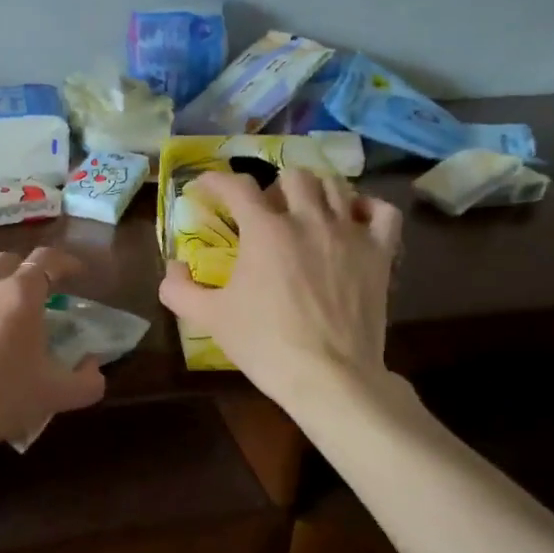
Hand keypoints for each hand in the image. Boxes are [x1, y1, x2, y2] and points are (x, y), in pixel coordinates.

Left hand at [0, 247, 106, 457]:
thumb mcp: (54, 397)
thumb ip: (86, 381)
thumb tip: (94, 367)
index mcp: (20, 295)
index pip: (47, 259)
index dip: (66, 262)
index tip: (77, 273)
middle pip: (10, 260)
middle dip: (29, 270)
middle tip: (40, 295)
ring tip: (2, 309)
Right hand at [159, 169, 402, 408]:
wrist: (329, 376)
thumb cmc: (266, 345)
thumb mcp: (211, 319)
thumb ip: (180, 289)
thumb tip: (171, 267)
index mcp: (265, 230)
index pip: (237, 186)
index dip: (216, 180)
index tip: (205, 187)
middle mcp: (309, 219)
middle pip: (293, 176)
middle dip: (273, 187)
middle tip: (264, 210)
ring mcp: (349, 232)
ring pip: (335, 185)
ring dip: (315, 190)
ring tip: (305, 208)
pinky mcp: (380, 252)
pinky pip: (382, 211)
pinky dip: (366, 207)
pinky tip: (353, 219)